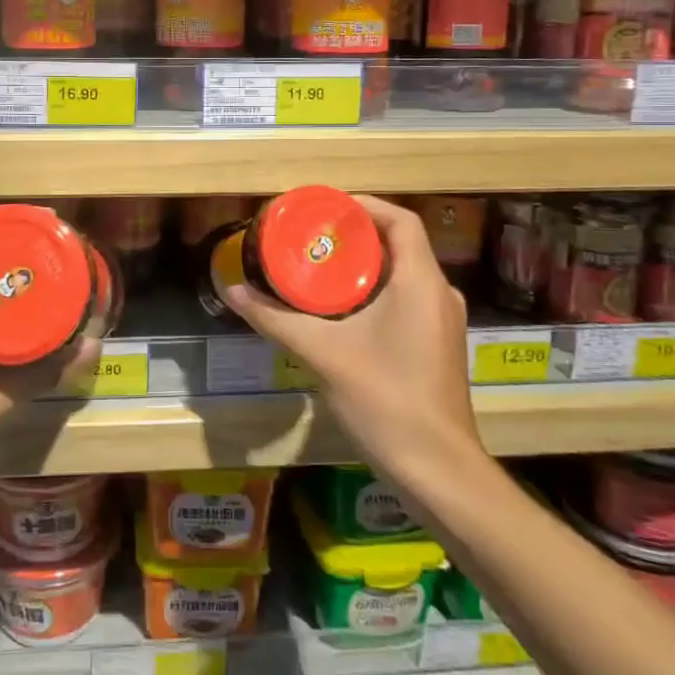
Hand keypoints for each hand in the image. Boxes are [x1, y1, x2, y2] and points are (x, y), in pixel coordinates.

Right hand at [222, 195, 486, 484]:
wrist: (437, 469)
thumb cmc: (384, 399)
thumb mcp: (322, 353)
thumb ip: (275, 319)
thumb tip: (231, 291)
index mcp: (421, 282)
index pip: (400, 220)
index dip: (363, 206)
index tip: (324, 209)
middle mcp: (439, 293)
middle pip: (399, 244)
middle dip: (355, 236)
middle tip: (310, 237)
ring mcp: (443, 321)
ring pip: (403, 273)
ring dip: (364, 265)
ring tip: (318, 266)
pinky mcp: (438, 344)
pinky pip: (407, 298)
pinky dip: (375, 291)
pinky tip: (341, 309)